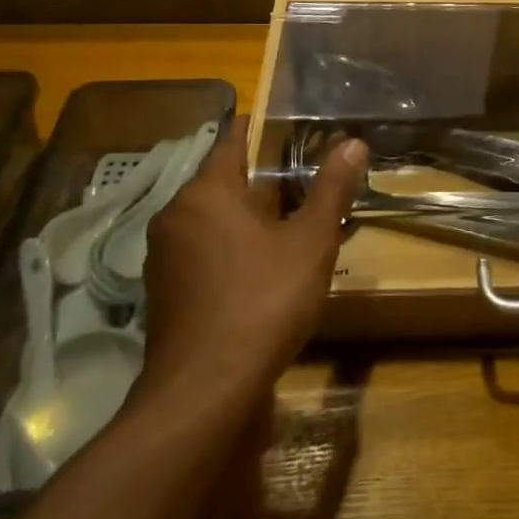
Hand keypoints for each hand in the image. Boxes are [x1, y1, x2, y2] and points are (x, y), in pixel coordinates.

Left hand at [137, 117, 367, 402]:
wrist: (203, 393)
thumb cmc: (261, 302)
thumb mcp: (310, 242)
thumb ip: (331, 189)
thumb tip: (354, 143)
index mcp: (205, 193)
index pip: (232, 141)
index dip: (262, 129)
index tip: (291, 125)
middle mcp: (175, 215)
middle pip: (223, 181)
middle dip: (262, 179)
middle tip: (305, 178)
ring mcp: (164, 256)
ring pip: (212, 218)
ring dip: (247, 215)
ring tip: (290, 221)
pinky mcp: (164, 291)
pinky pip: (202, 250)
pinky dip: (230, 246)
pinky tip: (261, 266)